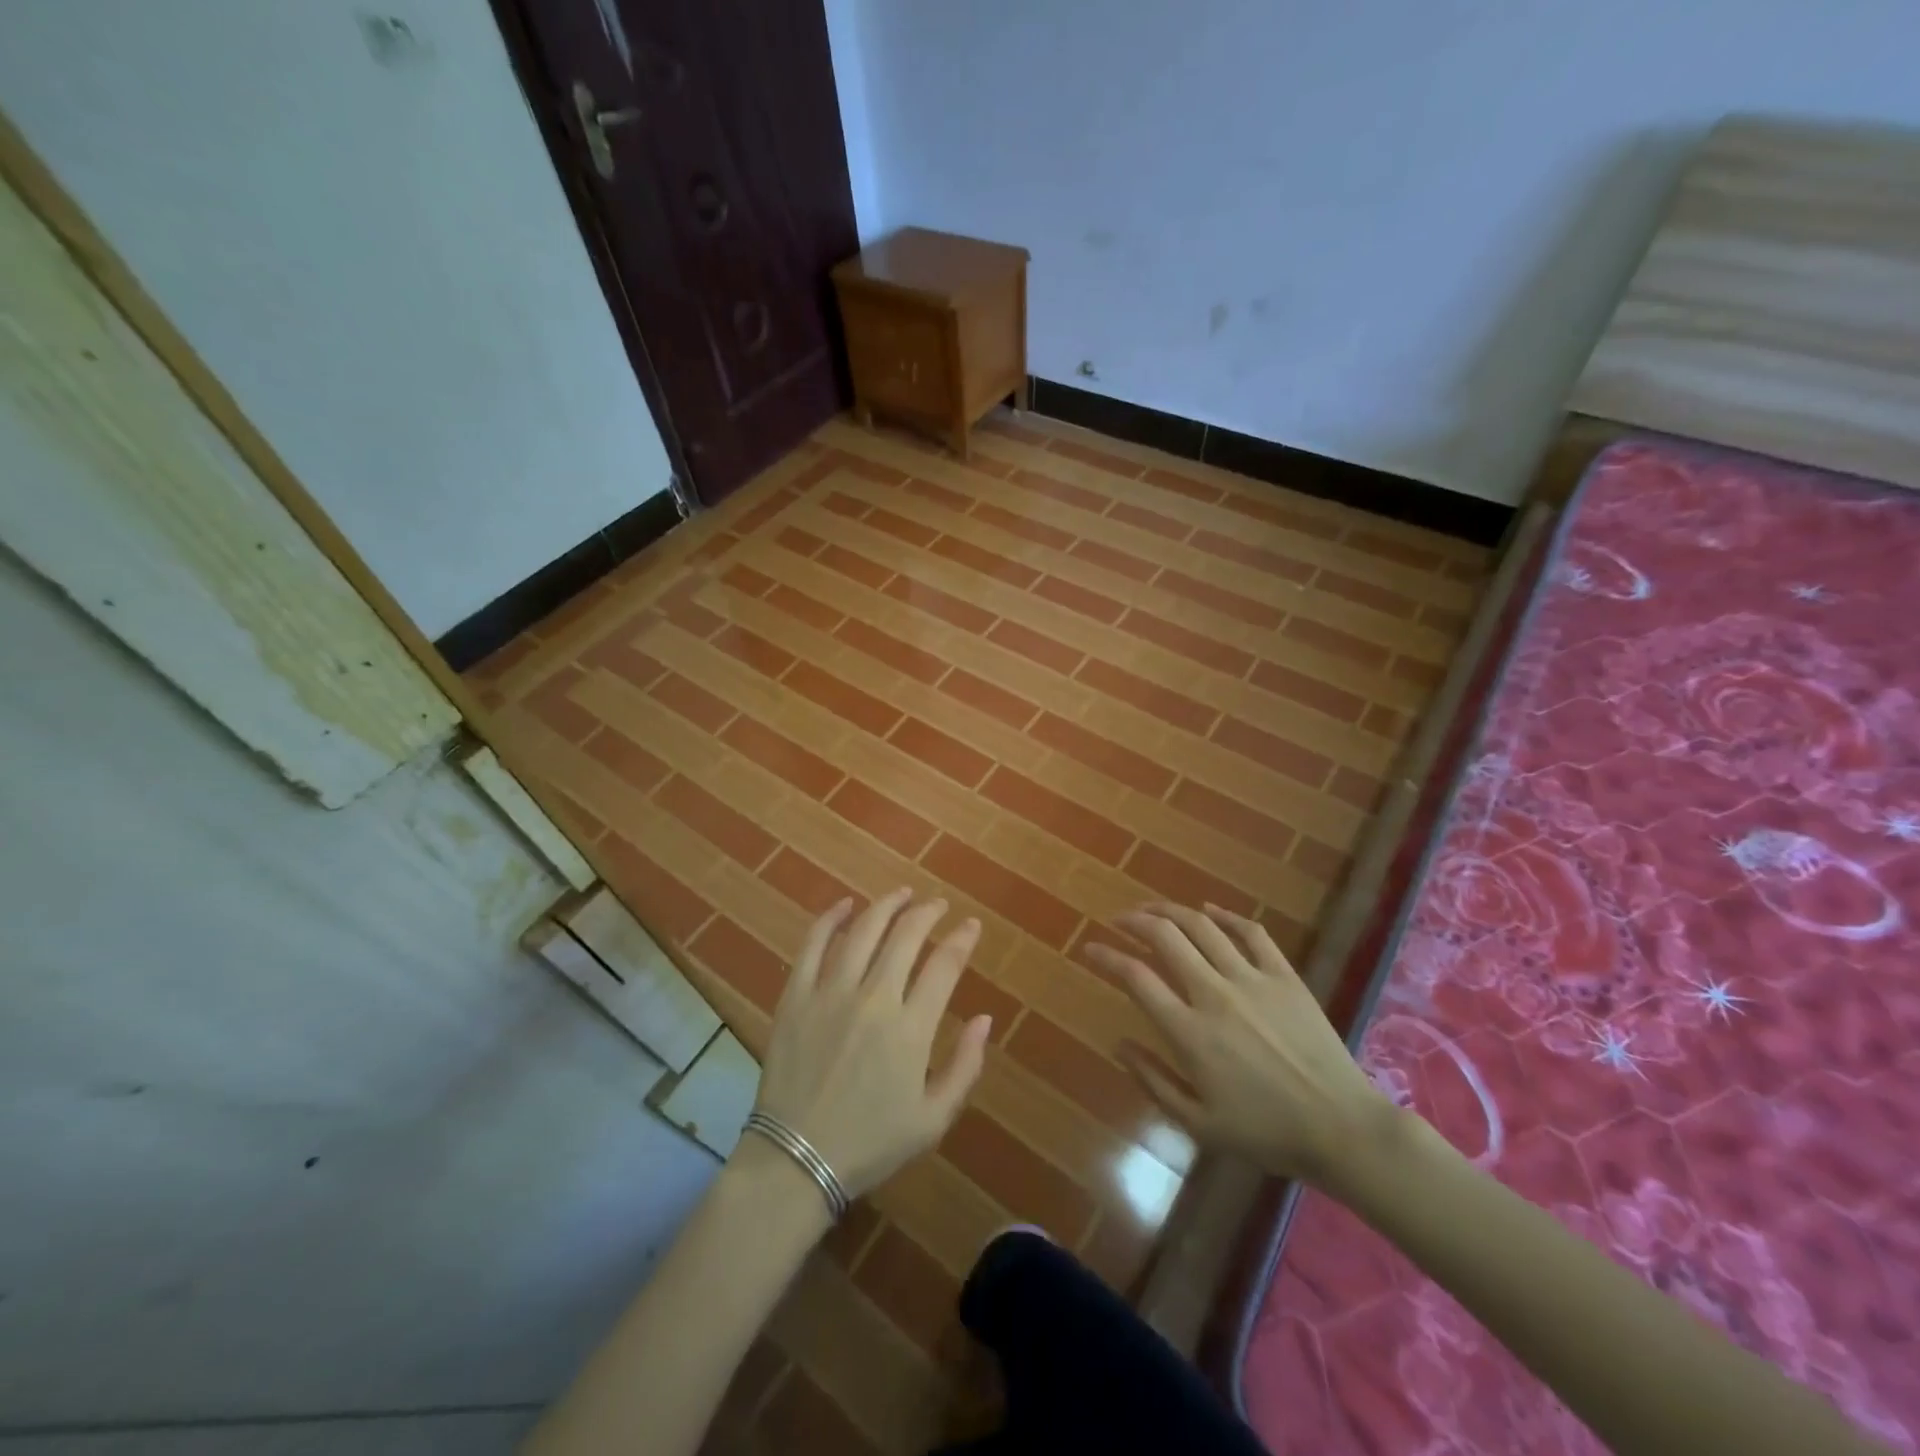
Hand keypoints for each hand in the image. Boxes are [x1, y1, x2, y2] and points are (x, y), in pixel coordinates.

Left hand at [748, 889, 993, 1200]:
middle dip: (928, 913)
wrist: (795, 1161)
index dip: (961, 939)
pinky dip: (830, 919)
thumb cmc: (870, 1143)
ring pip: (863, 930)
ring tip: (901, 894)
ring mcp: (830, 993)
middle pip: (905, 936)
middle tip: (937, 905)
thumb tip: (984, 1018)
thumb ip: (965, 1066)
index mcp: (911, 1029)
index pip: (944, 965)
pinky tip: (845, 905)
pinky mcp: (796, 996)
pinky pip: (813, 945)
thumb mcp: (933, 1120)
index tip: (970, 925)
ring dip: (886, 906)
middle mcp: (874, 999)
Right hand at [1085, 902, 1395, 1186]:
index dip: (1106, 956)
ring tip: (1152, 909)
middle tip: (1118, 920)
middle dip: (1134, 921)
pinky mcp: (1285, 976)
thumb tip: (1118, 1044)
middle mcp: (1215, 994)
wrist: (1342, 1128)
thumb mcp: (1199, 1124)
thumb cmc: (1266, 1132)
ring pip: (1202, 926)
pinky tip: (1209, 910)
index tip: (1090, 948)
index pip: (1136, 977)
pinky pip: (1252, 932)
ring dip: (1170, 911)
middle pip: (1164, 937)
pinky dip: (1226, 915)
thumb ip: (1153, 1081)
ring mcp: (1253, 979)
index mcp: (1190, 1032)